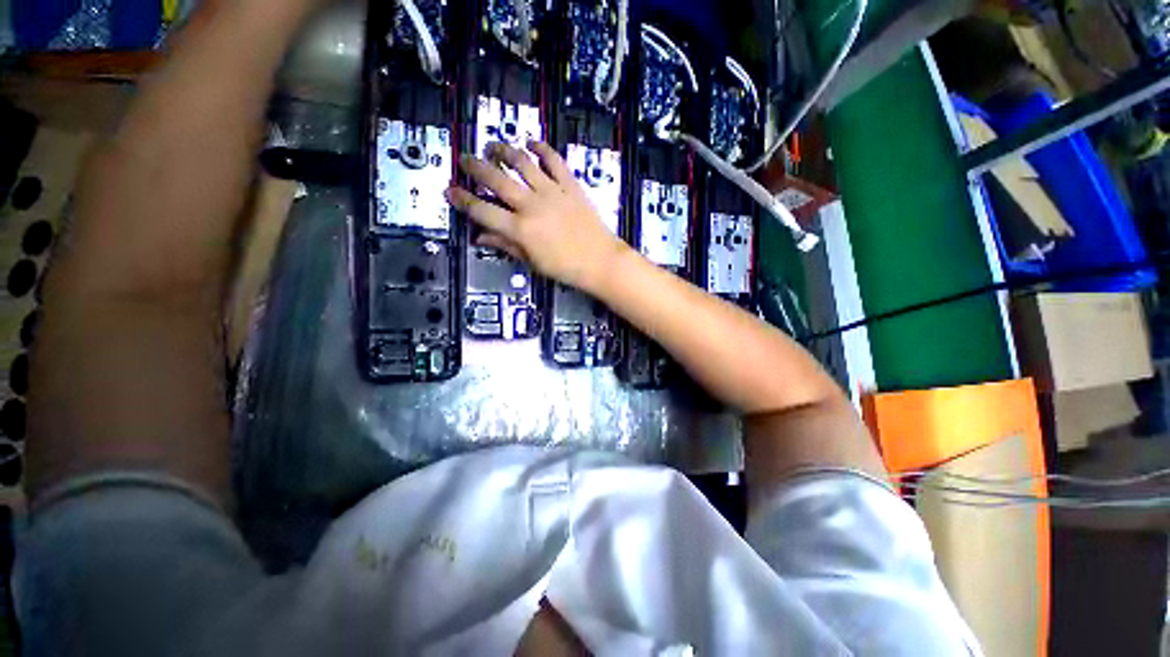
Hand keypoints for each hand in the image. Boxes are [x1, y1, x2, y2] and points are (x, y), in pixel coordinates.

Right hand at [446, 140, 629, 294]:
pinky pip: (554, 161)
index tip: (450, 190)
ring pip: (522, 162)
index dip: (463, 200)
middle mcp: (532, 205)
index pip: (483, 210)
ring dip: (504, 150)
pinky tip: (532, 142)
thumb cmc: (565, 268)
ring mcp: (552, 192)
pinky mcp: (570, 185)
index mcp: (520, 229)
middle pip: (497, 179)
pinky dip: (542, 149)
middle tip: (465, 159)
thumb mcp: (532, 262)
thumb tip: (480, 237)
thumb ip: (506, 246)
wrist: (600, 261)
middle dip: (475, 167)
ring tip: (493, 146)